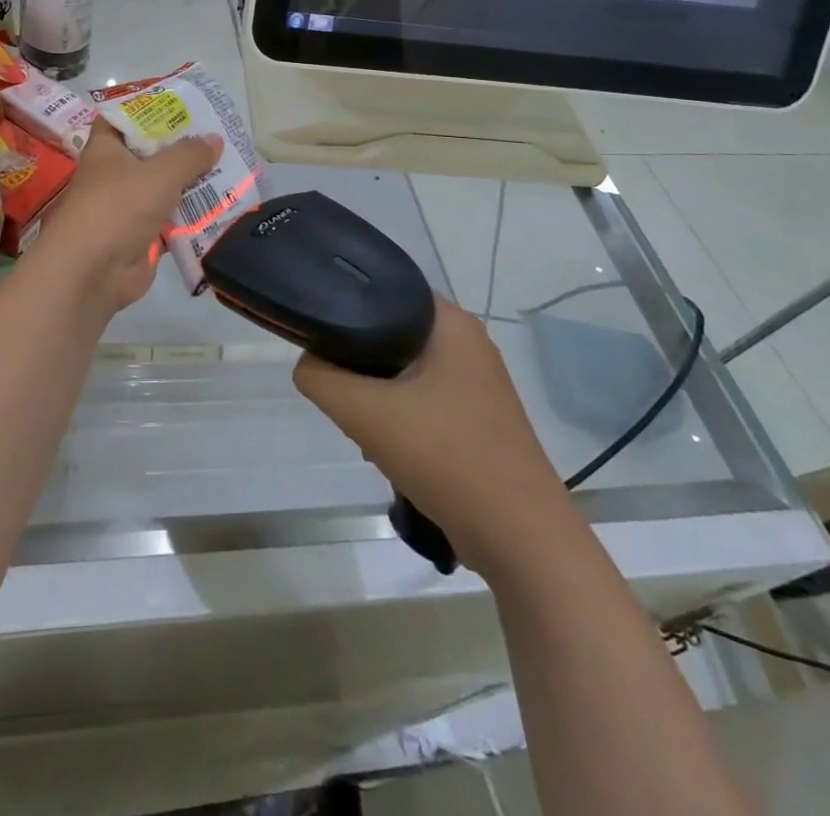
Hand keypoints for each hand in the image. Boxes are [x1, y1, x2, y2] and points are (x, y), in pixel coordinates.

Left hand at [39, 122, 219, 316]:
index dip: (150, 108)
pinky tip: (224, 207)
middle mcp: (116, 175)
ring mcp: (129, 208)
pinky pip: (173, 221)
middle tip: (221, 137)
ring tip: (233, 169)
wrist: (91, 272)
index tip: (183, 104)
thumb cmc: (118, 207)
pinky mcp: (142, 237)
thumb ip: (189, 154)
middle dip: (184, 148)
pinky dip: (194, 217)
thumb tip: (214, 139)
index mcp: (108, 148)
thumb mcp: (159, 172)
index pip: (125, 118)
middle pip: (152, 154)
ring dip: (194, 183)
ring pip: (166, 189)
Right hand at [294, 297, 561, 561]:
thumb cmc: (446, 457)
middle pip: (390, 333)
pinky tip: (388, 450)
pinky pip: (422, 399)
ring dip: (377, 396)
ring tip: (364, 428)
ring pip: (403, 371)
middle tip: (340, 391)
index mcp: (450, 323)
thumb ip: (321, 378)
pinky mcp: (476, 418)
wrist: (521, 539)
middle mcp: (467, 342)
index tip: (319, 338)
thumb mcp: (365, 413)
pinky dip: (399, 418)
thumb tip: (308, 364)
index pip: (384, 289)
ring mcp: (476, 383)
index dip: (345, 307)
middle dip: (359, 363)